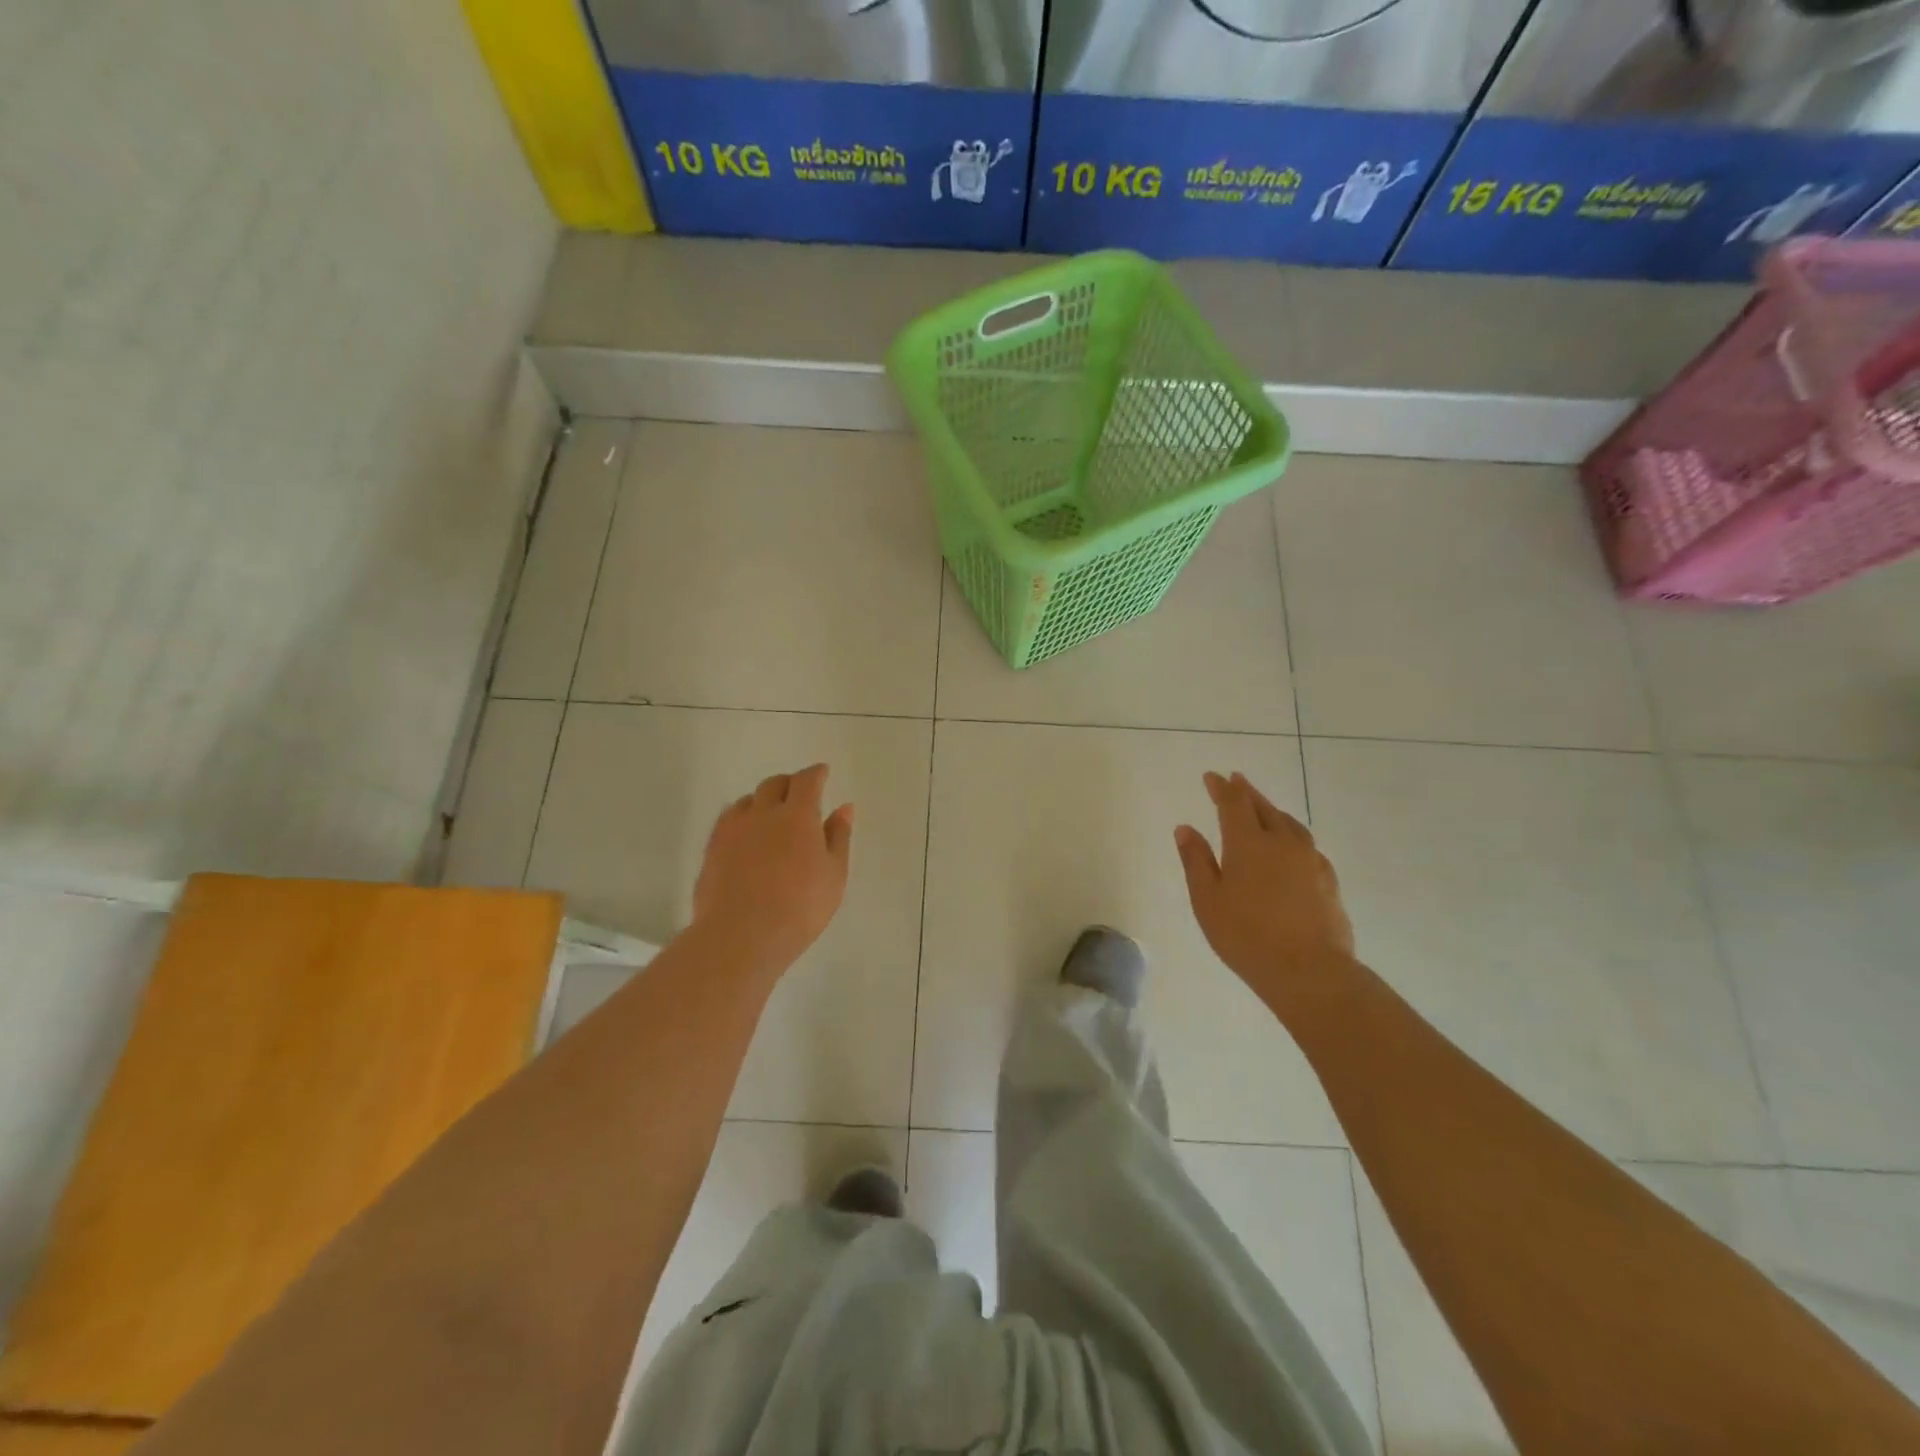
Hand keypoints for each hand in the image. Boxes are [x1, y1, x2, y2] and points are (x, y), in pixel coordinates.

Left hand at [692, 764, 853, 977]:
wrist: (740, 936)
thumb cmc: (799, 908)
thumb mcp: (834, 875)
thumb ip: (838, 837)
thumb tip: (844, 807)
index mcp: (798, 815)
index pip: (806, 781)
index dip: (816, 773)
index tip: (822, 772)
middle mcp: (763, 813)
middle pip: (774, 784)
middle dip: (789, 783)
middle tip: (799, 793)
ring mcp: (733, 829)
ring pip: (748, 800)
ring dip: (763, 800)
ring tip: (771, 814)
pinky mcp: (712, 849)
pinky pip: (728, 820)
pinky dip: (742, 818)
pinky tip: (746, 834)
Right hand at [1174, 771, 1354, 1009]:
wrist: (1310, 971)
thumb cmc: (1246, 936)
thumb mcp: (1207, 900)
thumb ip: (1196, 861)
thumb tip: (1185, 828)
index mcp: (1248, 843)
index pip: (1233, 803)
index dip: (1221, 788)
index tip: (1212, 776)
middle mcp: (1282, 842)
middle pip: (1264, 807)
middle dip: (1247, 792)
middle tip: (1236, 780)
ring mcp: (1310, 860)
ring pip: (1289, 823)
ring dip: (1272, 810)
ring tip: (1263, 808)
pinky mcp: (1328, 880)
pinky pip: (1306, 844)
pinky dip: (1292, 834)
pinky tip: (1291, 846)